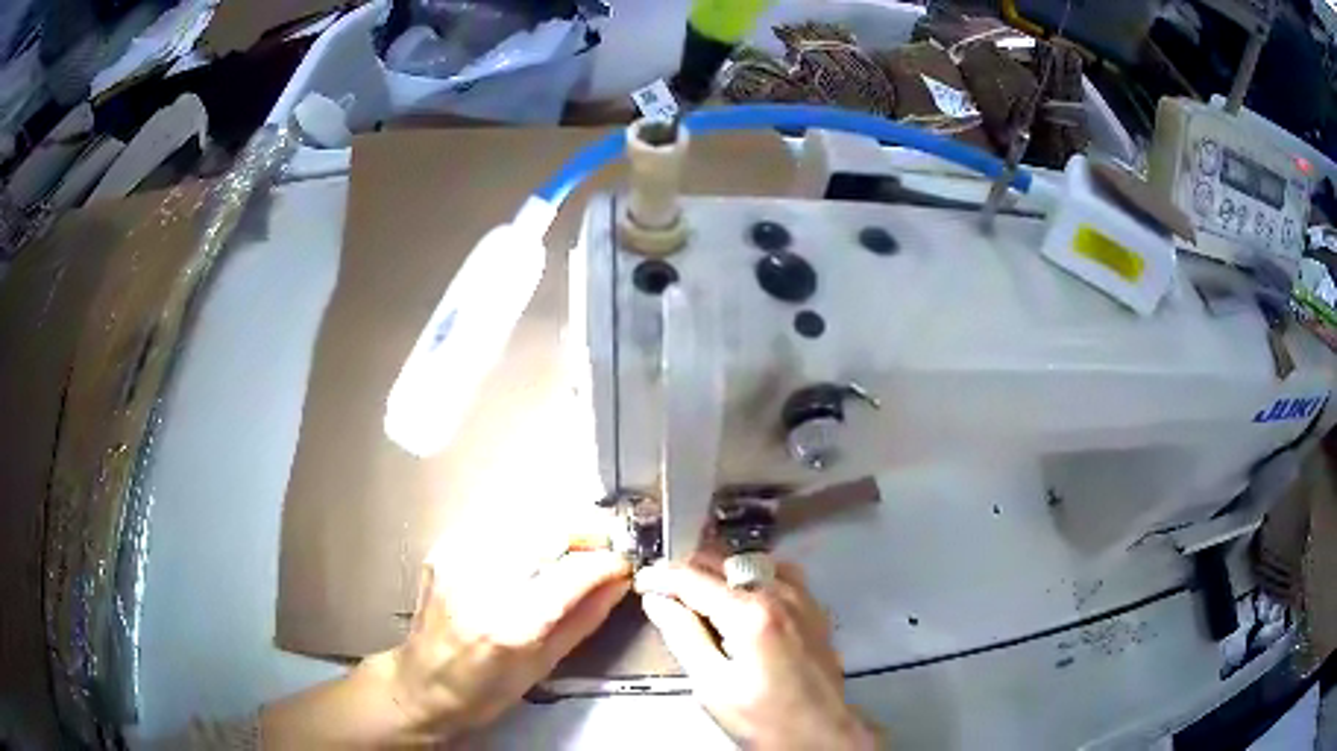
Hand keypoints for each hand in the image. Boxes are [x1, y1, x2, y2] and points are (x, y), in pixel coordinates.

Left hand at [262, 548, 629, 746]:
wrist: (422, 682)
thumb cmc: (485, 690)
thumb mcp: (544, 665)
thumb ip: (585, 618)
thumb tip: (619, 581)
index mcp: (510, 624)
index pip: (572, 573)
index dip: (606, 562)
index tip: (623, 564)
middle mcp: (481, 582)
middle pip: (547, 530)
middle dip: (585, 532)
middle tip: (604, 547)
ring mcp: (457, 559)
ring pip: (524, 517)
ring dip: (558, 527)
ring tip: (575, 547)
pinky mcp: (444, 548)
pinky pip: (498, 524)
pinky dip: (526, 530)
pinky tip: (535, 549)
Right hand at [636, 560, 879, 749]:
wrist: (822, 733)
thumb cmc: (762, 718)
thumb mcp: (713, 685)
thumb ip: (683, 636)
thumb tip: (657, 600)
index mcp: (750, 613)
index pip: (694, 578)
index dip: (661, 575)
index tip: (641, 581)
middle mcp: (779, 593)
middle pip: (722, 561)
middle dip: (687, 571)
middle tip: (662, 591)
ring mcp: (801, 596)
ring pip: (750, 561)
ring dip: (718, 571)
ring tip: (696, 593)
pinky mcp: (813, 607)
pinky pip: (777, 573)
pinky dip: (750, 575)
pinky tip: (740, 597)